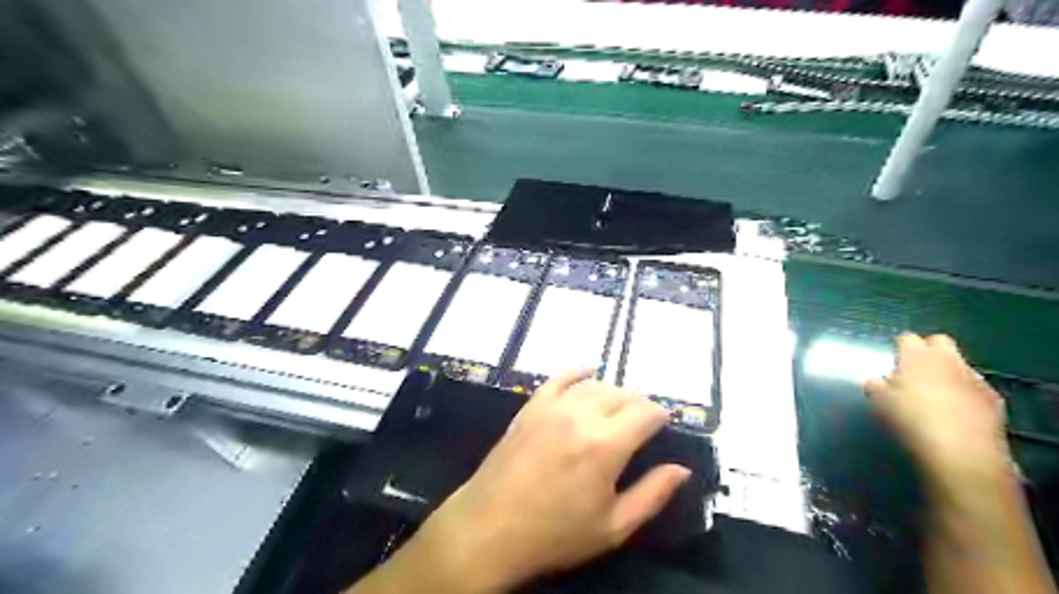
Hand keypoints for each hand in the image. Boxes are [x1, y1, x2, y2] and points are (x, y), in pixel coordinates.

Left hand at [404, 368, 687, 592]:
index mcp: (606, 445)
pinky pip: (558, 378)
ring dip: (613, 393)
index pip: (645, 413)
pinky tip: (588, 370)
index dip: (660, 416)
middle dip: (639, 404)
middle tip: (642, 423)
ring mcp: (553, 407)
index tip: (663, 426)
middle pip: (621, 395)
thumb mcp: (613, 527)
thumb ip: (652, 494)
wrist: (489, 528)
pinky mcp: (531, 407)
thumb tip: (681, 469)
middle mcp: (581, 415)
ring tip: (618, 408)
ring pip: (594, 385)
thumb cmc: (555, 533)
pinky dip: (577, 371)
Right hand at [864, 333, 1003, 485]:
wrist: (961, 452)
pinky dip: (965, 391)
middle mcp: (947, 360)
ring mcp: (974, 378)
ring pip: (959, 364)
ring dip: (948, 371)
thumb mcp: (879, 403)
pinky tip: (957, 409)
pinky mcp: (993, 399)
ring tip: (935, 392)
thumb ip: (876, 386)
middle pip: (940, 341)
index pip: (907, 338)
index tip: (893, 358)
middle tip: (915, 368)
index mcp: (917, 357)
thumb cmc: (910, 421)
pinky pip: (975, 386)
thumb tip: (878, 381)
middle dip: (928, 349)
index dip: (899, 346)